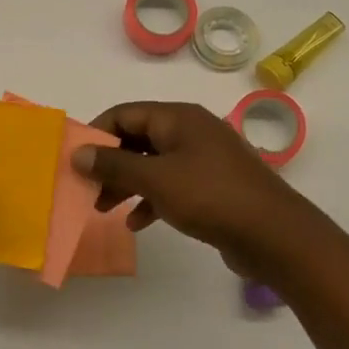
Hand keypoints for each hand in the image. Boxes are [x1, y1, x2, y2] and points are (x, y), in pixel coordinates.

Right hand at [74, 101, 316, 279]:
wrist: (274, 234)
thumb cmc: (210, 196)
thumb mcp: (155, 179)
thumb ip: (114, 165)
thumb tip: (78, 152)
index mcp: (178, 118)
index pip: (126, 113)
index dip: (97, 133)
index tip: (75, 159)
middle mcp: (191, 131)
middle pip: (138, 139)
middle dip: (110, 163)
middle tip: (86, 188)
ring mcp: (205, 159)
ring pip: (154, 164)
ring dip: (127, 184)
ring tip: (104, 209)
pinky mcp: (213, 186)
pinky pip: (172, 185)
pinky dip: (151, 199)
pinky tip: (137, 224)